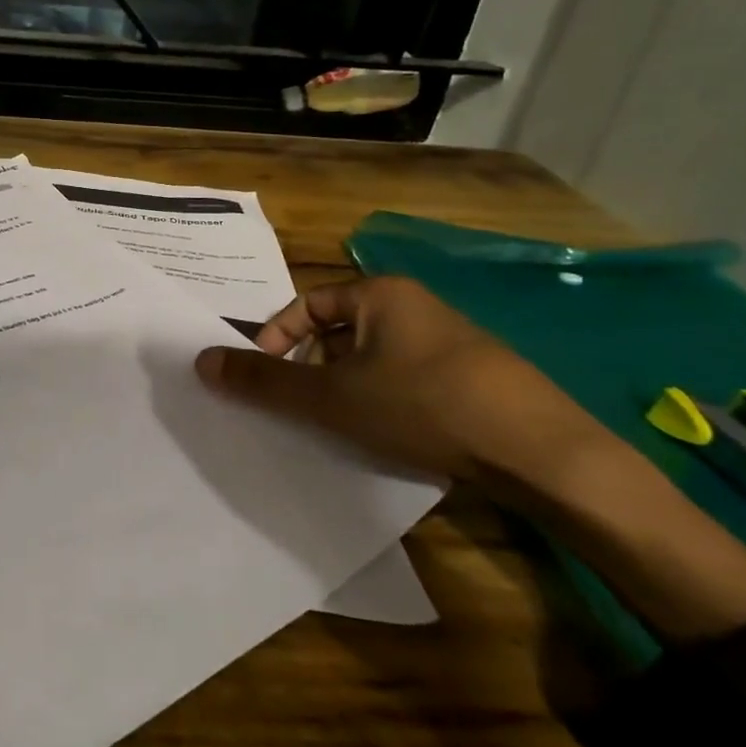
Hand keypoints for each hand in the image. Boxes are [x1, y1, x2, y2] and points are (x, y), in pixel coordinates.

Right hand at [194, 276, 617, 497]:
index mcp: (381, 293)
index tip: (263, 376)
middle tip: (301, 406)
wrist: (543, 453)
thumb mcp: (332, 396)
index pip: (306, 303)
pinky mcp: (474, 376)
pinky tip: (389, 436)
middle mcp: (416, 305)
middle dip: (311, 368)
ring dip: (345, 388)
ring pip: (372, 359)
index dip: (276, 337)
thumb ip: (265, 380)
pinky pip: (406, 378)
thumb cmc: (424, 405)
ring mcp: (450, 341)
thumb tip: (202, 361)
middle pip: (338, 331)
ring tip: (340, 427)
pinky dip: (383, 401)